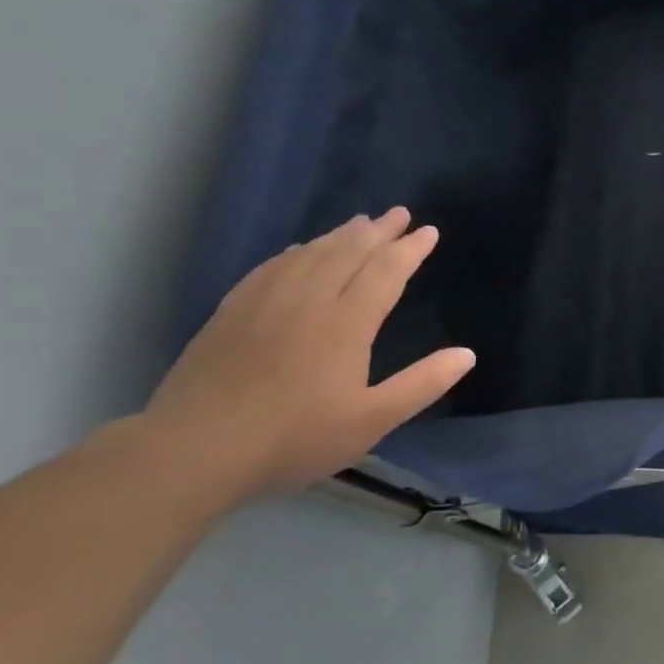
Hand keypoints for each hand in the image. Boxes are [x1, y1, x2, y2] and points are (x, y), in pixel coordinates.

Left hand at [143, 208, 474, 497]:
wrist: (195, 450)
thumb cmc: (294, 437)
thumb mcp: (372, 420)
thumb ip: (422, 384)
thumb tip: (467, 354)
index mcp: (346, 324)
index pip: (385, 273)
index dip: (409, 250)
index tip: (429, 232)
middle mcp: (308, 301)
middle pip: (348, 253)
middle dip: (378, 231)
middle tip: (399, 213)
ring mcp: (265, 303)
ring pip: (310, 255)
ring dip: (339, 235)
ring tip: (360, 223)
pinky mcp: (231, 313)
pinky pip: (271, 267)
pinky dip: (295, 252)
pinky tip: (300, 251)